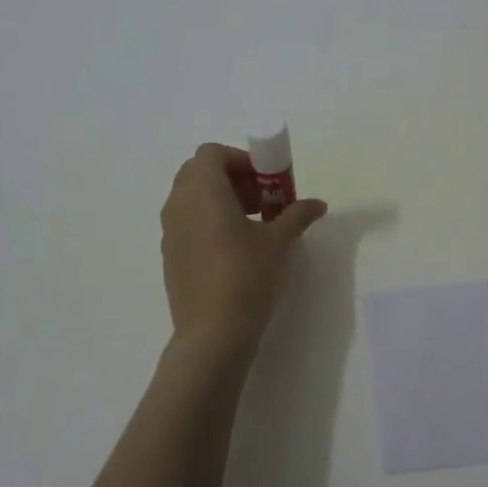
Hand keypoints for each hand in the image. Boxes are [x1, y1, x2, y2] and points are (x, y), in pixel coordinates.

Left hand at [159, 144, 325, 356]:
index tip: (265, 180)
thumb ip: (297, 215)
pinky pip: (187, 222)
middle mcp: (179, 204)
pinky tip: (233, 248)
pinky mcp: (170, 255)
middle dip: (231, 177)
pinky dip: (207, 220)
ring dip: (220, 199)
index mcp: (203, 191)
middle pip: (199, 172)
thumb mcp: (279, 242)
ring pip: (191, 198)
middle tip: (261, 199)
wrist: (213, 333)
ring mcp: (170, 231)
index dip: (240, 159)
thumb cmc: (246, 276)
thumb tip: (318, 204)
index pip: (211, 153)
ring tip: (252, 224)